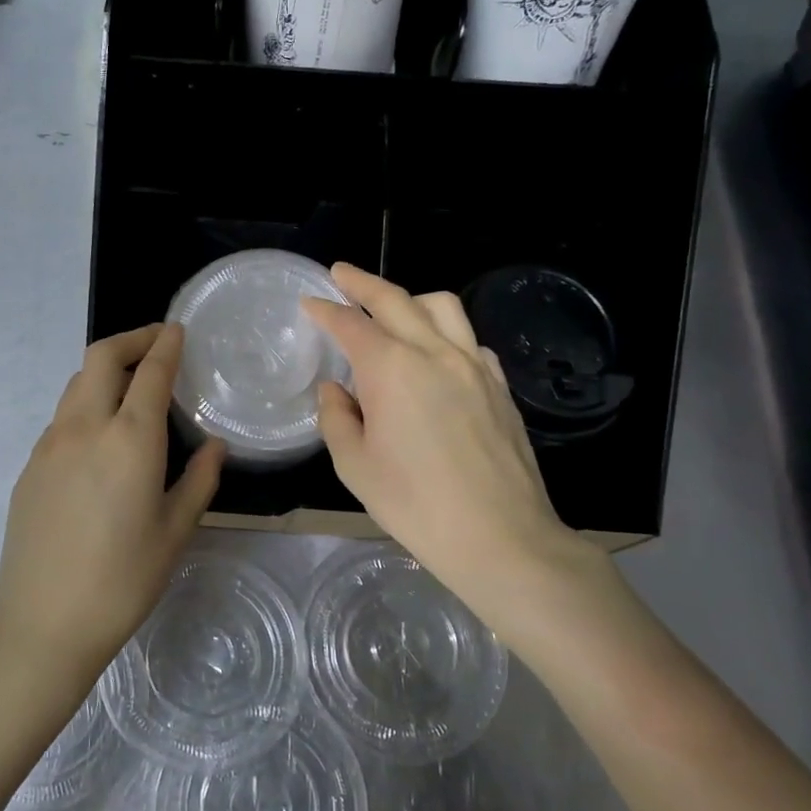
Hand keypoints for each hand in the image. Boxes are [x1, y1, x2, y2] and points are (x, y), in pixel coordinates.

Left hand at [0, 324, 224, 691]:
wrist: (42, 624)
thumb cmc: (122, 580)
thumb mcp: (175, 532)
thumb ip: (198, 480)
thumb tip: (214, 446)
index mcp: (130, 439)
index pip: (150, 370)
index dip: (166, 343)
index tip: (178, 330)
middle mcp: (85, 427)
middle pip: (101, 357)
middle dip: (131, 339)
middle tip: (156, 345)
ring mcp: (50, 444)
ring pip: (76, 383)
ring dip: (105, 371)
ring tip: (131, 388)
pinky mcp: (30, 467)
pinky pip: (62, 417)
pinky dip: (86, 405)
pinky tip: (101, 438)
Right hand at [302, 264, 608, 630]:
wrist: (501, 537)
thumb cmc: (415, 505)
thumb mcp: (355, 467)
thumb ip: (337, 418)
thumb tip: (336, 390)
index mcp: (392, 369)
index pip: (351, 324)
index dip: (326, 309)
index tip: (309, 301)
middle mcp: (434, 353)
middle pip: (395, 299)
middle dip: (362, 283)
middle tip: (341, 274)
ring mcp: (474, 365)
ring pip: (442, 307)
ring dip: (410, 298)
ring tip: (393, 308)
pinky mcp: (500, 385)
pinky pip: (469, 339)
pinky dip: (446, 332)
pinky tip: (437, 354)